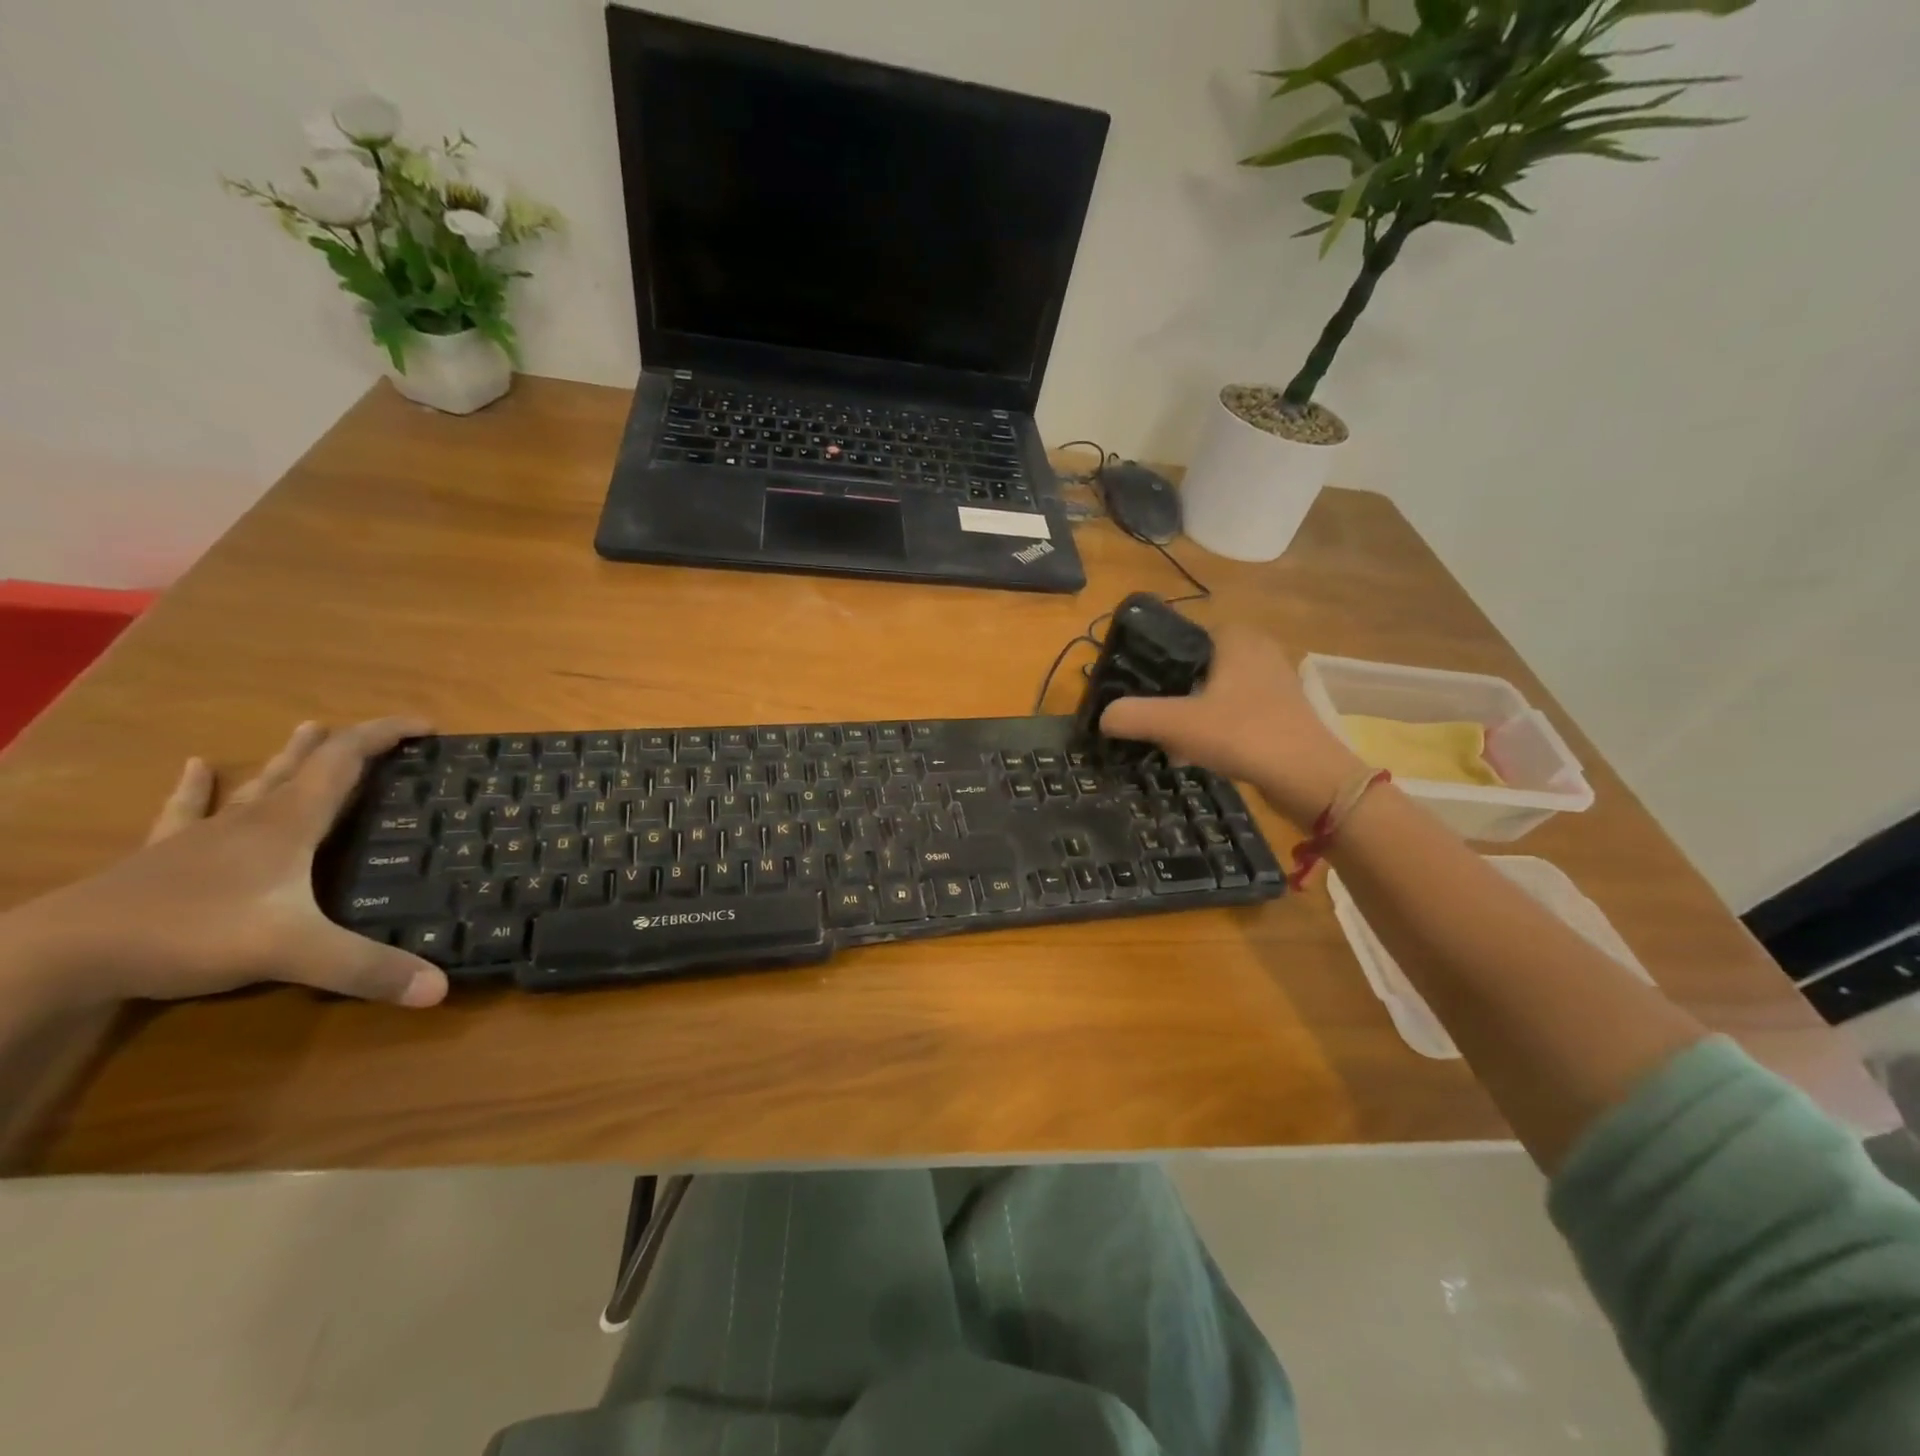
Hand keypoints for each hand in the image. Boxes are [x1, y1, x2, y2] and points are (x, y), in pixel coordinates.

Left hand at [15, 719, 447, 1010]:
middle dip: (349, 744)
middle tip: (384, 735)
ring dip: (289, 757)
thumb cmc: (189, 934)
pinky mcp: (164, 858)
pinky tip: (197, 767)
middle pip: (306, 766)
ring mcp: (203, 836)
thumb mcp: (293, 953)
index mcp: (288, 824)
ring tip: (309, 729)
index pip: (345, 760)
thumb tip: (440, 988)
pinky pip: (187, 811)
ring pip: (257, 784)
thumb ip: (366, 968)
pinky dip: (198, 788)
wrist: (63, 954)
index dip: (386, 735)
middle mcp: (251, 819)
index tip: (427, 727)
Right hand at [1099, 625, 1363, 823]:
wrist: (1310, 778)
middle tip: (1143, 717)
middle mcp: (1256, 649)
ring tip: (1163, 738)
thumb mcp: (1177, 724)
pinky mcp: (1279, 711)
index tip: (1128, 690)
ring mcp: (1272, 680)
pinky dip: (1210, 727)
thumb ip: (1134, 716)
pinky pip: (1231, 711)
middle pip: (1192, 667)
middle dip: (1167, 693)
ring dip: (1187, 713)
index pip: (1177, 637)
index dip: (1149, 662)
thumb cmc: (1244, 734)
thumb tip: (1102, 718)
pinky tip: (1194, 752)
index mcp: (1234, 636)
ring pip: (1211, 691)